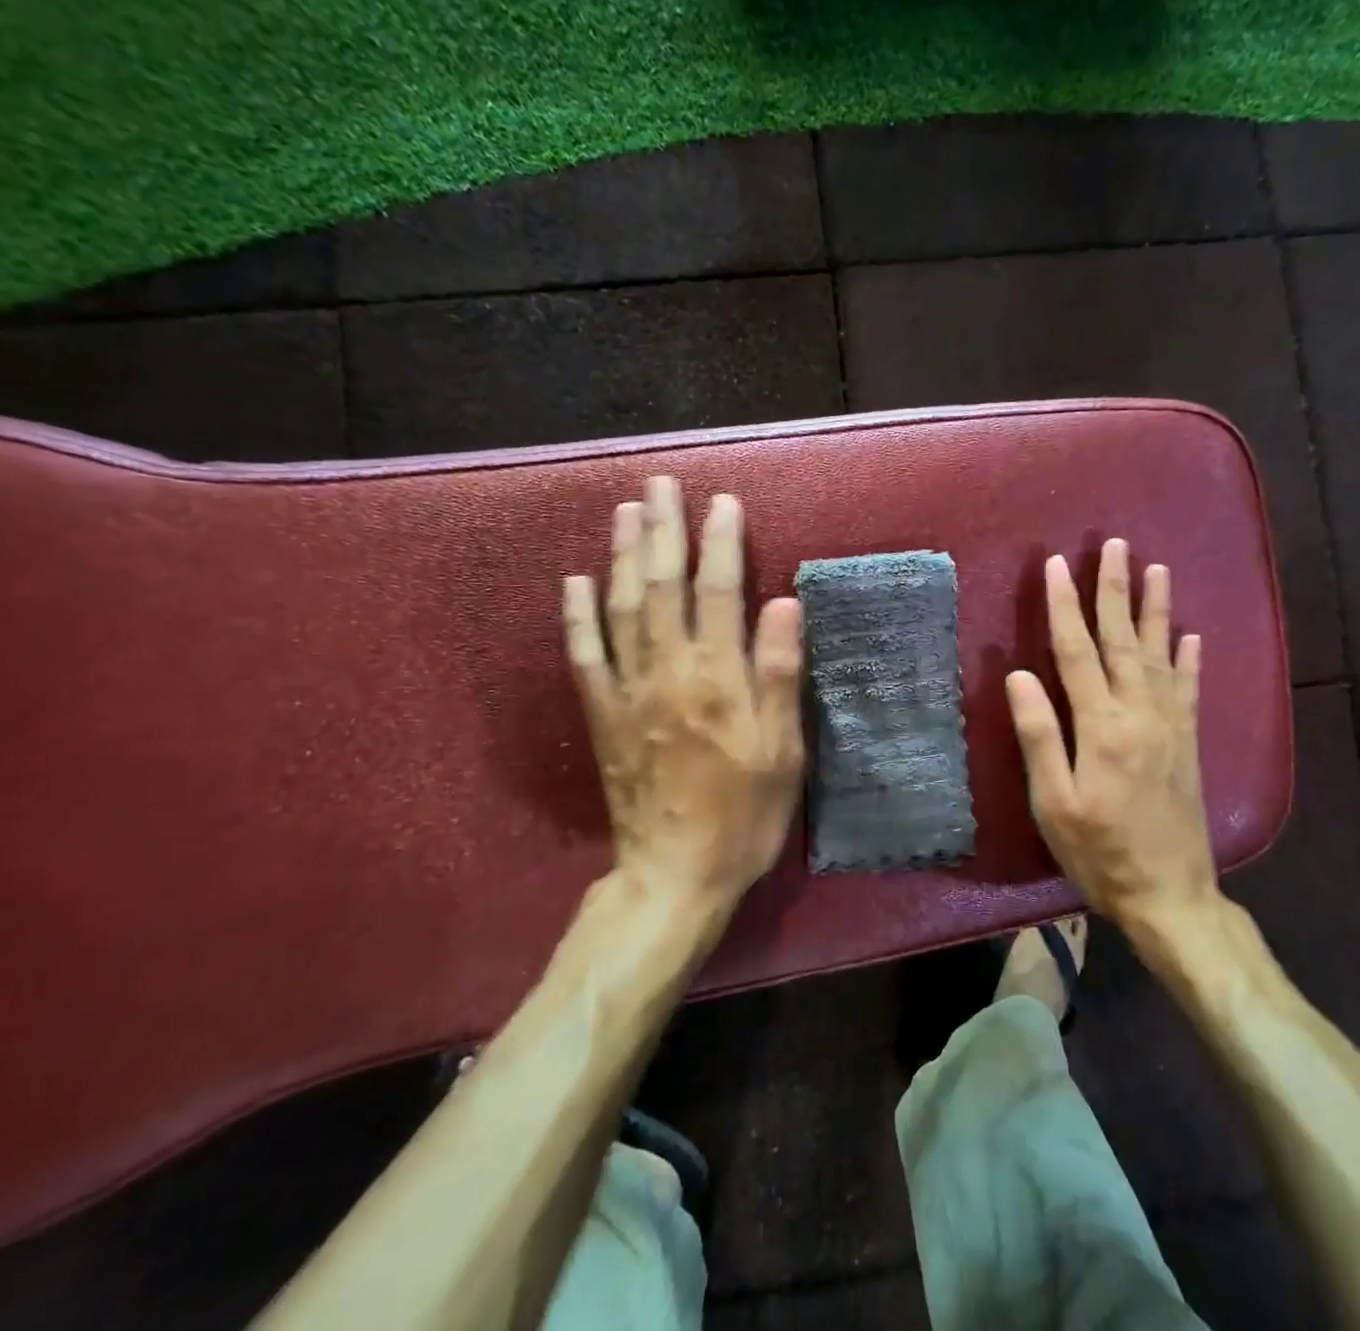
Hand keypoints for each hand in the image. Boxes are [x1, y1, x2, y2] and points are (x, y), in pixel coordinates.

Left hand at [562, 476, 804, 911]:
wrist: (674, 876)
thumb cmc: (744, 816)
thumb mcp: (783, 752)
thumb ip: (779, 674)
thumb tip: (782, 603)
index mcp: (718, 679)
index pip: (718, 592)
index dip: (721, 543)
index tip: (723, 501)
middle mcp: (668, 672)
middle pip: (662, 586)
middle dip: (664, 530)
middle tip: (662, 483)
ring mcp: (628, 692)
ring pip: (621, 608)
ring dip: (623, 555)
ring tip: (626, 511)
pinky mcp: (602, 716)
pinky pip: (585, 656)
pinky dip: (578, 615)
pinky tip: (576, 580)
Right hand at [1004, 539, 1218, 935]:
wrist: (1170, 895)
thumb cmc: (1099, 852)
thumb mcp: (1054, 802)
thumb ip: (1039, 735)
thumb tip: (1019, 676)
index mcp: (1101, 726)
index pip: (1076, 652)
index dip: (1064, 607)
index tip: (1057, 566)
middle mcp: (1139, 713)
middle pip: (1123, 640)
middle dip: (1115, 590)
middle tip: (1115, 545)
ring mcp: (1169, 725)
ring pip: (1161, 654)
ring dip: (1156, 609)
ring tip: (1157, 570)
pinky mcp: (1187, 742)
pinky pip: (1189, 689)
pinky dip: (1190, 659)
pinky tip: (1192, 634)